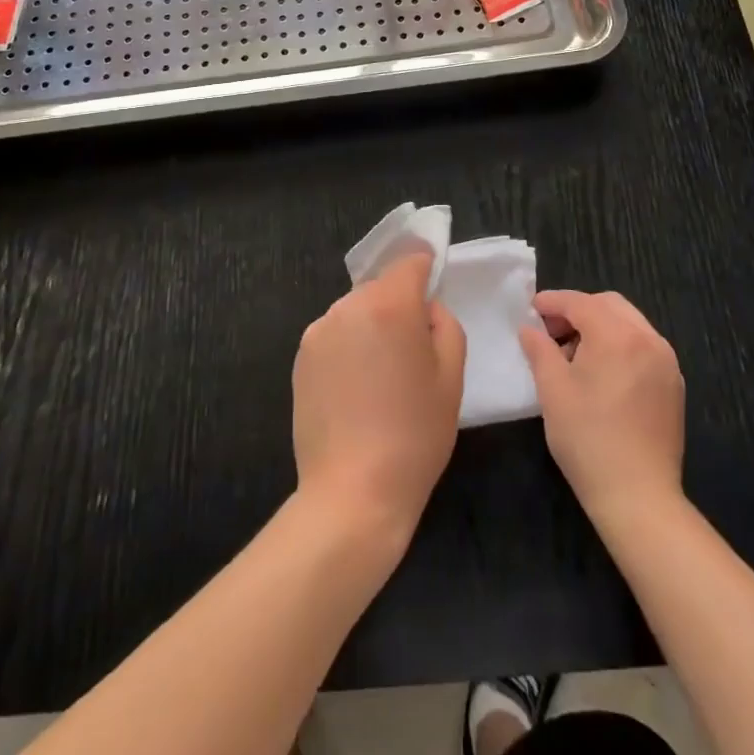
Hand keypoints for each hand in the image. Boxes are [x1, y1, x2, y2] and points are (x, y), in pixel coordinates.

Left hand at [292, 253, 465, 540]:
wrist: (353, 492)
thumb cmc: (414, 435)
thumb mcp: (451, 377)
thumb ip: (444, 325)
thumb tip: (426, 308)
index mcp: (390, 306)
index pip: (410, 263)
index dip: (425, 266)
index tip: (434, 278)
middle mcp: (348, 306)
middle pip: (381, 288)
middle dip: (399, 305)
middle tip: (414, 347)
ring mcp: (319, 331)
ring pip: (356, 311)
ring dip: (372, 326)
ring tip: (383, 375)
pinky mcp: (301, 357)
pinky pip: (335, 335)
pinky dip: (349, 346)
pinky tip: (357, 388)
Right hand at [519, 290, 685, 524]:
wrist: (639, 497)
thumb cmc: (588, 439)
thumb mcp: (552, 390)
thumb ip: (539, 349)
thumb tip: (530, 329)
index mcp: (617, 336)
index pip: (580, 302)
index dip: (552, 302)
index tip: (531, 310)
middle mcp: (648, 339)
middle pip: (609, 305)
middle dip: (578, 310)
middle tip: (551, 332)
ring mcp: (666, 362)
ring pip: (629, 323)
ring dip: (600, 326)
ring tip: (574, 353)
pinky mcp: (673, 384)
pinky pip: (644, 346)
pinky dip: (620, 344)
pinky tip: (602, 372)